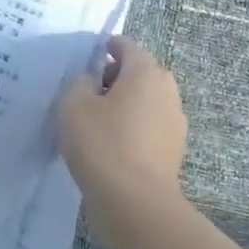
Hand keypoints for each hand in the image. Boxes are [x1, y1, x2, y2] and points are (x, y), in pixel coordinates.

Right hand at [57, 36, 186, 203]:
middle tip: (86, 92)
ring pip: (145, 101)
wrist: (135, 202)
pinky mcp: (173, 149)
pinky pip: (149, 126)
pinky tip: (110, 145)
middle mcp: (167, 90)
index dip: (104, 48)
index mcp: (145, 72)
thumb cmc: (102, 144)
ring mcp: (174, 121)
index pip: (126, 46)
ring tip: (95, 121)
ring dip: (124, 104)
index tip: (84, 60)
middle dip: (114, 77)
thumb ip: (79, 82)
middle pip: (139, 72)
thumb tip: (91, 81)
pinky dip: (132, 127)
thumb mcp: (73, 105)